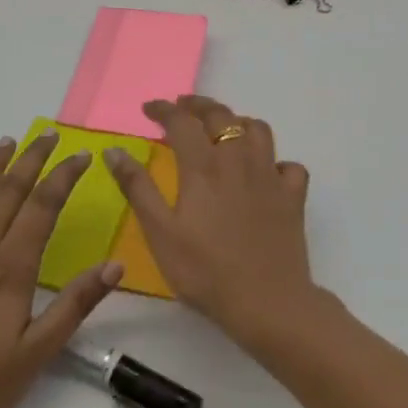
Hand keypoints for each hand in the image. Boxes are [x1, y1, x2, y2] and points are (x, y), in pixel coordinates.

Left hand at [0, 133, 122, 407]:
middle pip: (7, 192)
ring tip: (5, 143)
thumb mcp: (37, 354)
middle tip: (48, 135)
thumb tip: (116, 265)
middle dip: (31, 159)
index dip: (64, 176)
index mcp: (9, 267)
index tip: (82, 155)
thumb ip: (75, 304)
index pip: (43, 206)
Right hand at [103, 95, 319, 346]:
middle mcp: (239, 160)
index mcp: (204, 166)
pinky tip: (266, 172)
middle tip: (182, 107)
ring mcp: (271, 176)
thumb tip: (114, 150)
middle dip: (199, 105)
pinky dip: (275, 161)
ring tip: (223, 130)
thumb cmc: (205, 271)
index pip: (181, 121)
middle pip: (221, 116)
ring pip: (258, 130)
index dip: (163, 109)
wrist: (268, 302)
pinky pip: (288, 165)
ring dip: (238, 122)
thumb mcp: (160, 232)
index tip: (148, 109)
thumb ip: (137, 188)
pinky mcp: (293, 196)